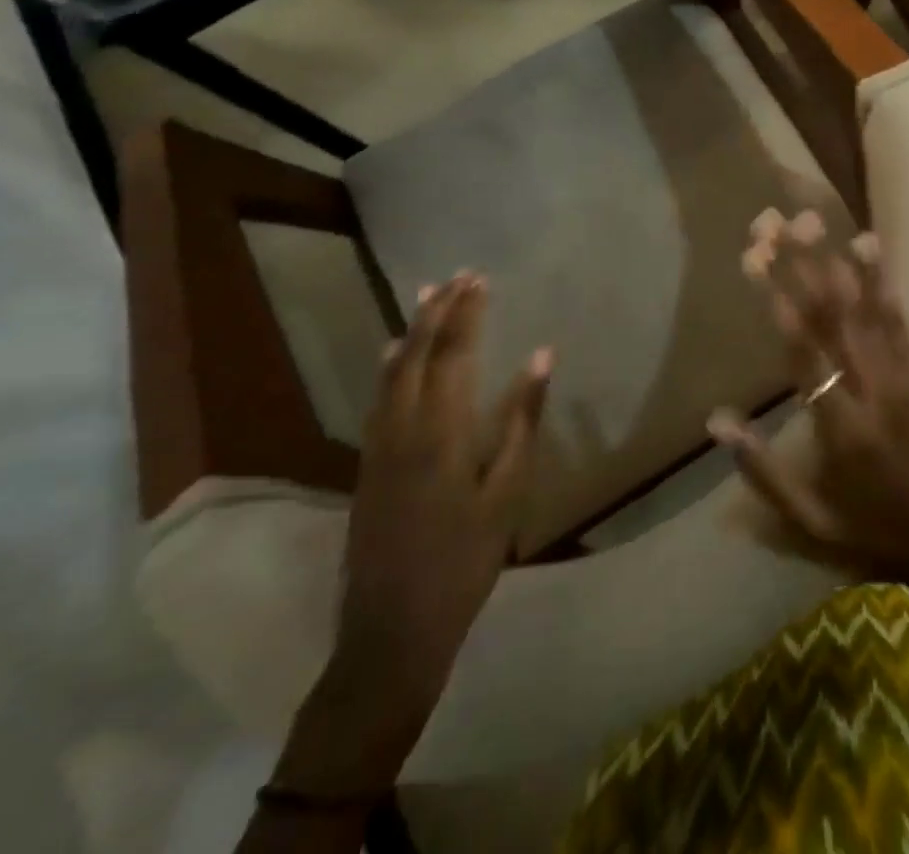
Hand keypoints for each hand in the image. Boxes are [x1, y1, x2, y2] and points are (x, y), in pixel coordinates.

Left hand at [277, 272, 550, 797]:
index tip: (479, 279)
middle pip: (415, 354)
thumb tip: (541, 356)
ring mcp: (378, 447)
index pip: (452, 354)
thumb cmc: (465, 561)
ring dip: (410, 331)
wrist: (392, 633)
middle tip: (457, 276)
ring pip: (390, 372)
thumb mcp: (508, 492)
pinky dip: (389, 365)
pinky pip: (378, 397)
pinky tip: (391, 355)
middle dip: (436, 311)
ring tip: (427, 297)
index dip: (466, 313)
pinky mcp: (367, 466)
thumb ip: (522, 419)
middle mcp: (401, 427)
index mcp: (441, 431)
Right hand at [709, 211, 908, 622]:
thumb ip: (761, 470)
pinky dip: (882, 280)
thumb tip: (717, 419)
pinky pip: (899, 318)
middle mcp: (871, 388)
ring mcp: (902, 374)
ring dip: (835, 259)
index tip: (756, 258)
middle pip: (831, 316)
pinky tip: (867, 245)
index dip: (779, 302)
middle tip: (775, 221)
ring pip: (864, 307)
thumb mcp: (808, 520)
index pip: (804, 353)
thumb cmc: (872, 529)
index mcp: (839, 426)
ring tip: (811, 218)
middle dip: (800, 264)